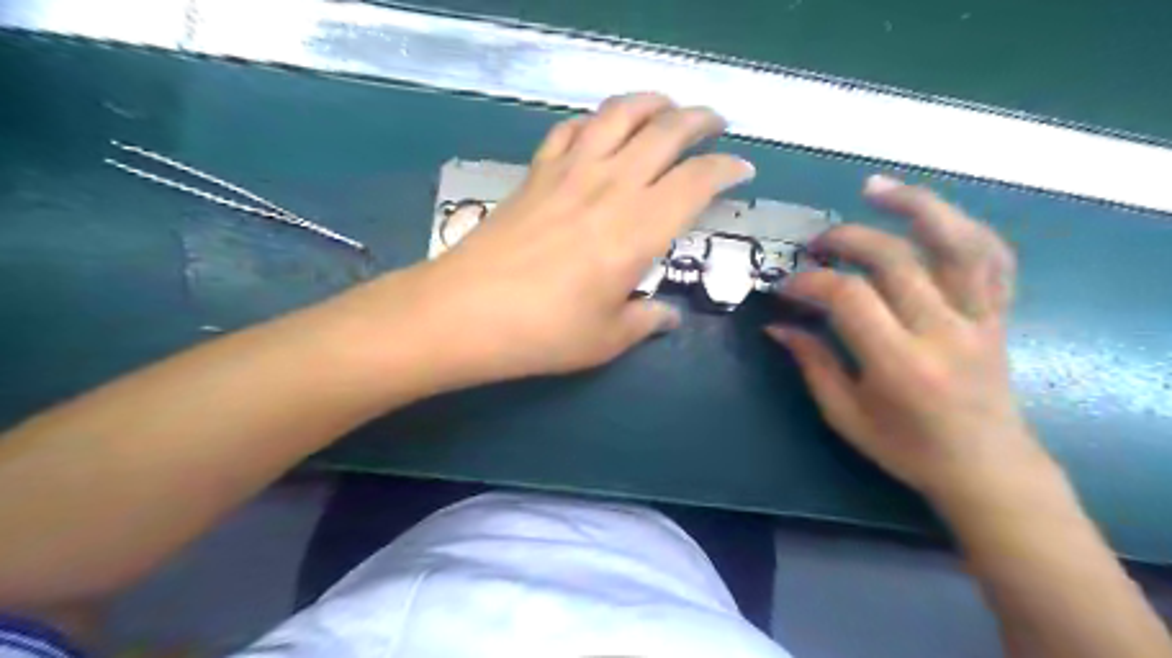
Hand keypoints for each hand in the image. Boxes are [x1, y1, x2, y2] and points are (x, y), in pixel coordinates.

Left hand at [388, 94, 750, 385]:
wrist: (465, 312)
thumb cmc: (545, 332)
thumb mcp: (607, 339)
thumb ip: (645, 321)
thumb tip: (667, 317)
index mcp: (639, 228)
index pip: (697, 181)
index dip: (727, 170)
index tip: (742, 170)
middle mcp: (611, 186)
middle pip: (665, 131)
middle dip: (699, 120)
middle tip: (715, 124)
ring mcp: (569, 172)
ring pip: (618, 114)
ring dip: (650, 102)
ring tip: (666, 107)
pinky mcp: (535, 173)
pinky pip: (570, 130)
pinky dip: (593, 121)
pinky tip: (599, 129)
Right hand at [765, 176, 1047, 503]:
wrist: (988, 468)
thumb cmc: (908, 449)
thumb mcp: (845, 415)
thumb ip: (811, 363)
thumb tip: (777, 324)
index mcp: (900, 364)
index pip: (849, 297)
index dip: (811, 282)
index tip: (786, 286)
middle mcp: (944, 332)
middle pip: (895, 258)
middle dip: (846, 239)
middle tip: (816, 245)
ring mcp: (980, 318)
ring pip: (957, 243)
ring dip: (915, 206)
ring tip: (875, 188)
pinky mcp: (998, 314)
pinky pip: (993, 257)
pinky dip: (963, 226)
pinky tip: (931, 215)